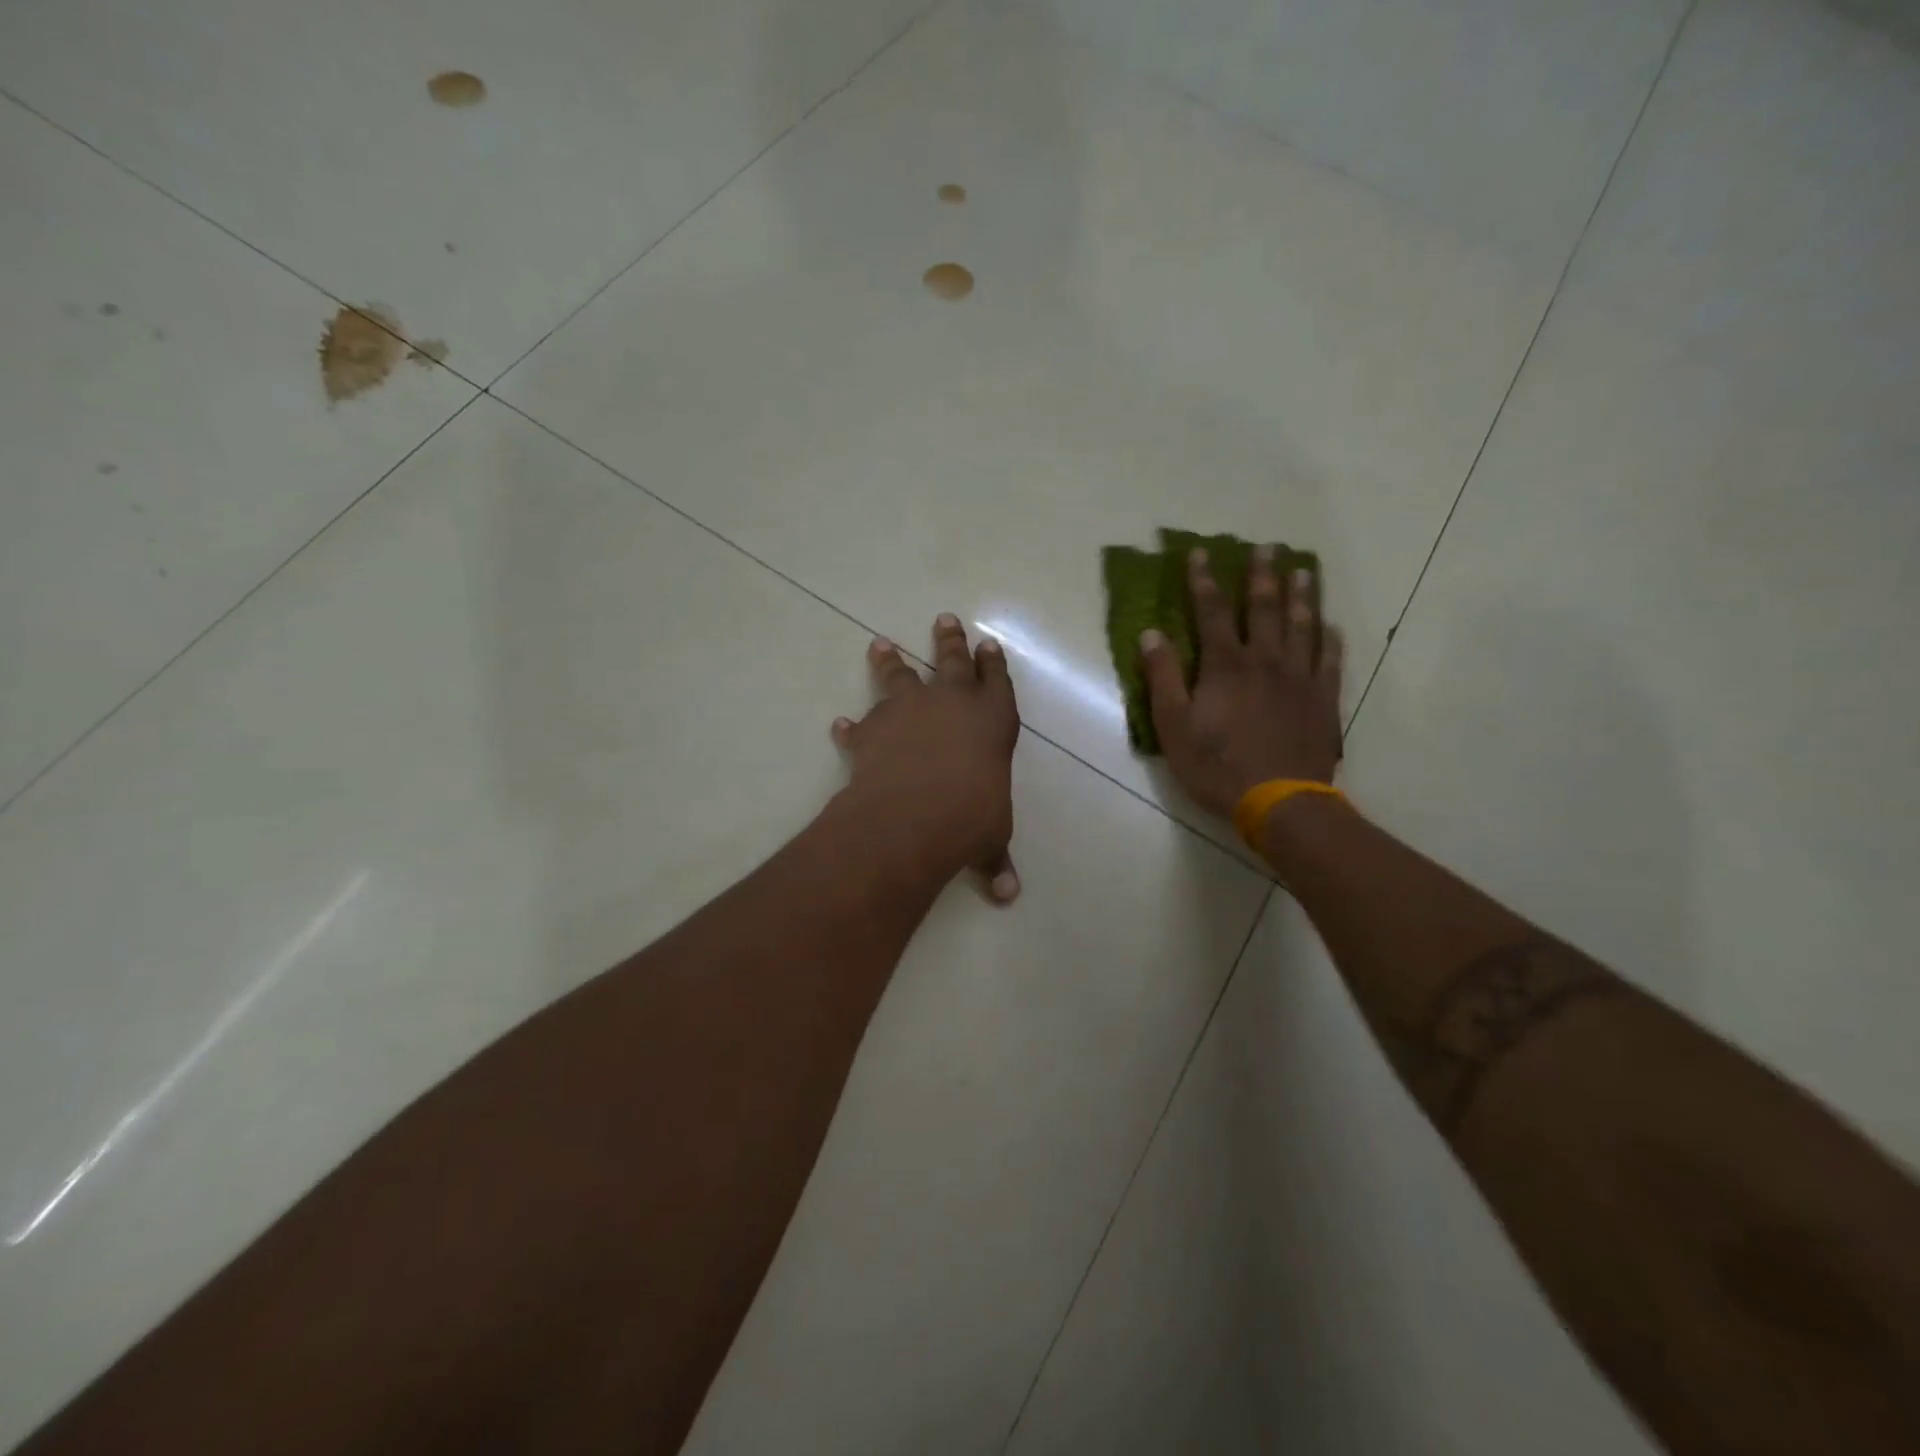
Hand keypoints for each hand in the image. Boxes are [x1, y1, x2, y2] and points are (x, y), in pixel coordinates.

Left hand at [831, 615, 1020, 901]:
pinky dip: (850, 728)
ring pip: (900, 675)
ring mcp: (909, 711)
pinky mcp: (872, 730)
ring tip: (880, 644)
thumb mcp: (990, 838)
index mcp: (993, 720)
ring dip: (890, 661)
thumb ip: (995, 859)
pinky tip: (840, 725)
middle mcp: (952, 704)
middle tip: (944, 619)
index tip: (988, 645)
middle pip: (952, 660)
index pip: (997, 682)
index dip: (993, 663)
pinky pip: (859, 725)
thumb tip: (1008, 895)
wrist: (915, 815)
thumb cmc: (971, 818)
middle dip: (950, 640)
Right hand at [1140, 546, 1343, 819]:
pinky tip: (1331, 627)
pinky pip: (1329, 661)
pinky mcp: (1322, 700)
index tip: (1201, 552)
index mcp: (1225, 665)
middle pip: (1265, 608)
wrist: (1279, 801)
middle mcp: (1265, 661)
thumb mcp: (1173, 726)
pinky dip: (1330, 640)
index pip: (1212, 612)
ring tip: (1303, 571)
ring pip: (1302, 626)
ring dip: (1301, 596)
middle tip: (1267, 547)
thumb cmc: (1216, 767)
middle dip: (1262, 575)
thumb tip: (1151, 634)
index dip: (1203, 581)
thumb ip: (1163, 677)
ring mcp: (1299, 679)